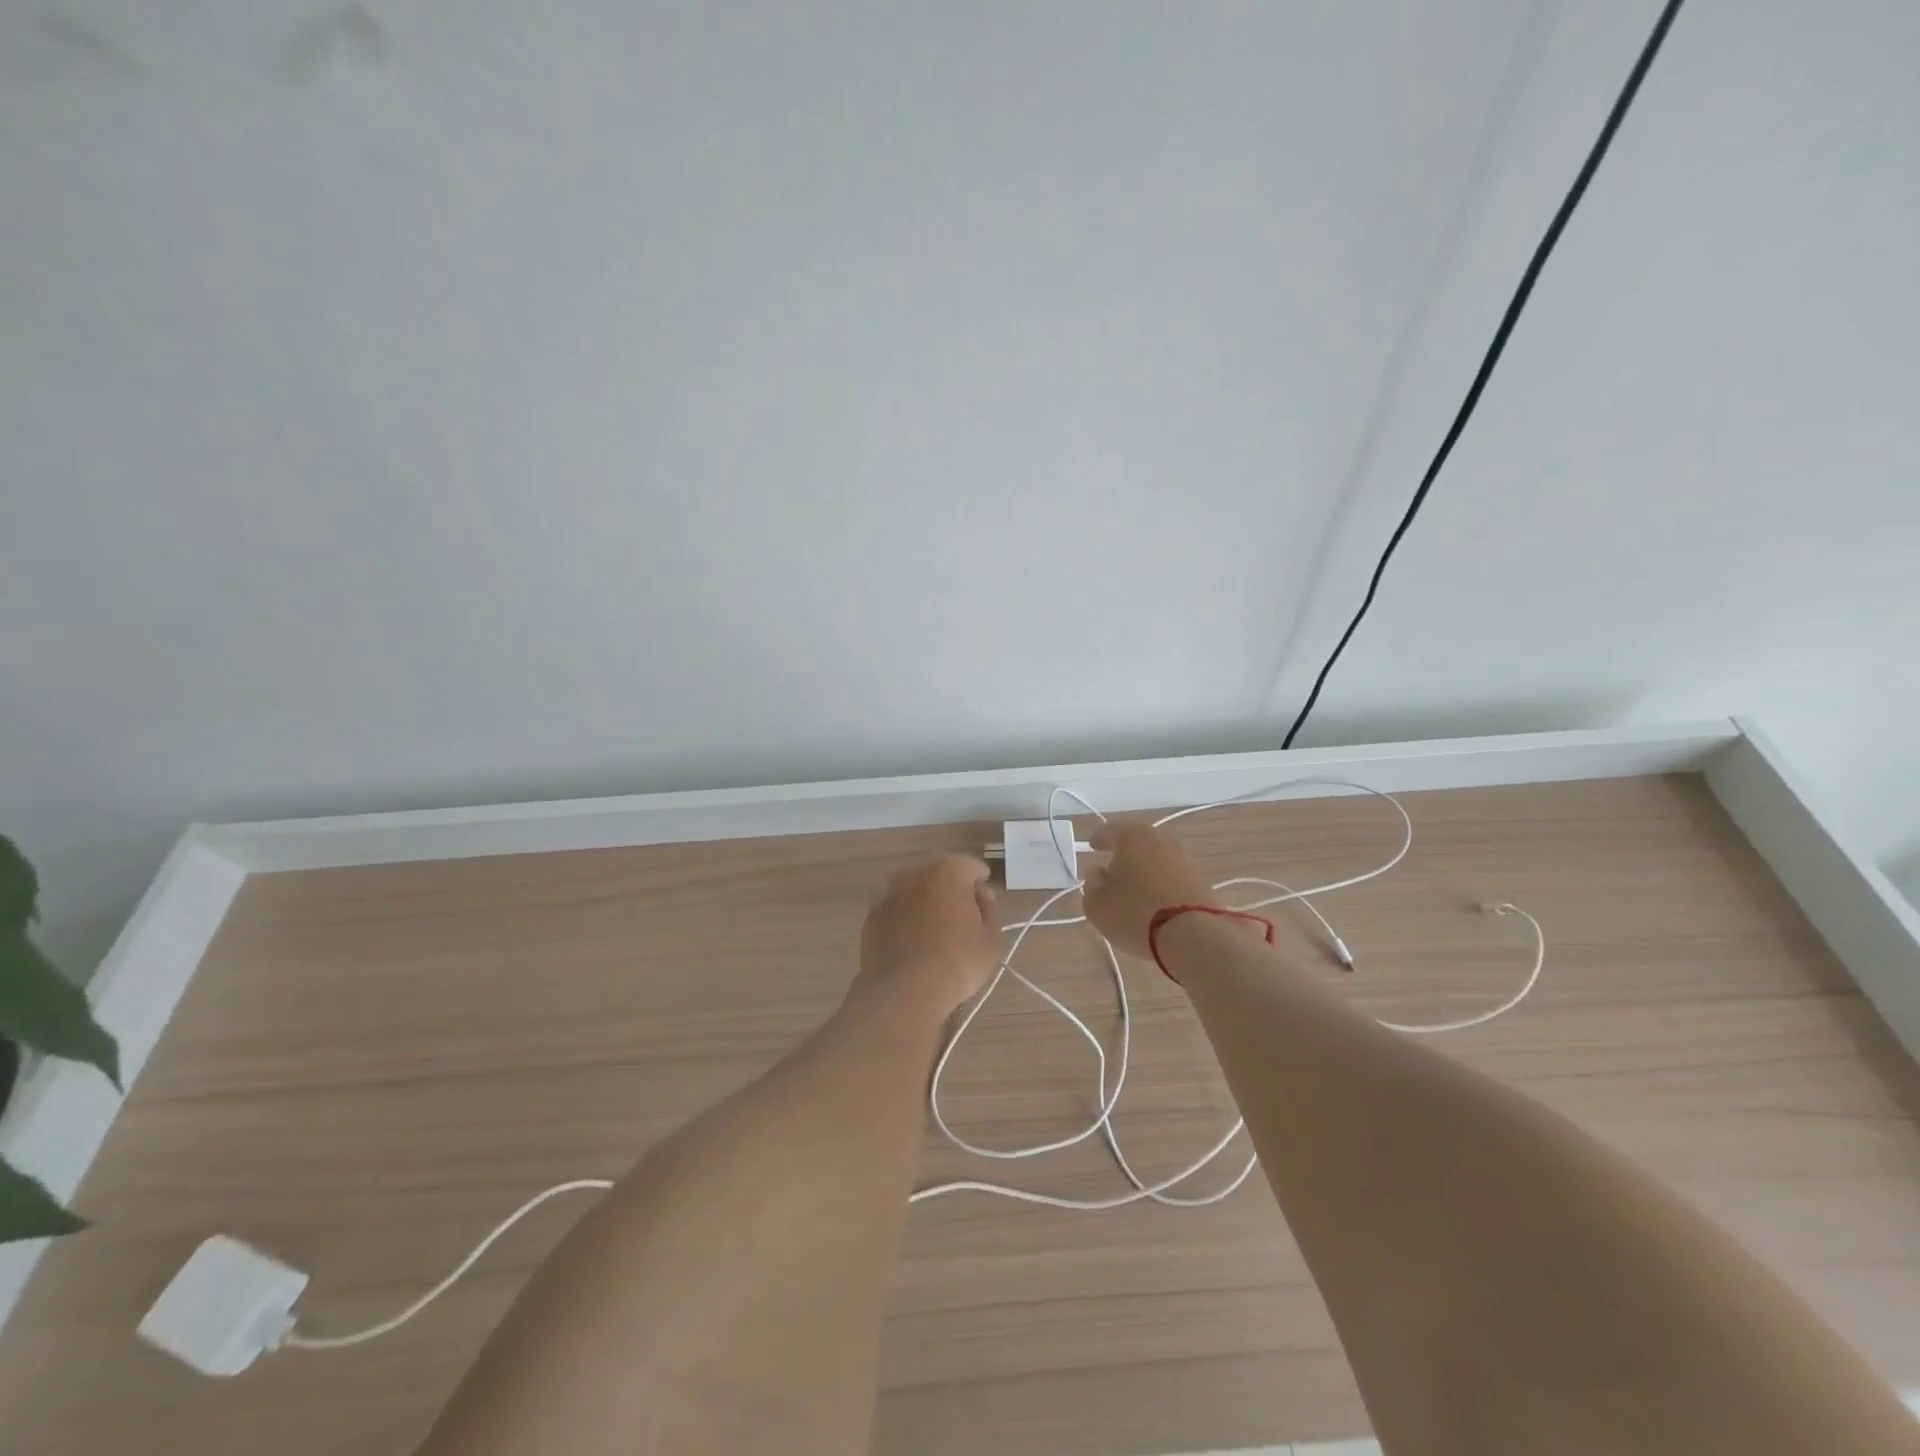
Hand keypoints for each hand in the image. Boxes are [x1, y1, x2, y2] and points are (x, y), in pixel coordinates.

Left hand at [857, 855, 1004, 1015]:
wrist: (905, 991)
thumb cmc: (958, 962)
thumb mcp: (991, 940)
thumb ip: (989, 909)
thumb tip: (981, 894)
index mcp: (948, 871)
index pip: (970, 866)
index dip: (980, 882)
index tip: (982, 904)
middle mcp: (915, 873)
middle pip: (939, 874)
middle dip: (951, 889)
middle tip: (960, 918)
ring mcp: (889, 893)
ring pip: (914, 890)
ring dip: (924, 901)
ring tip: (932, 930)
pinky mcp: (872, 916)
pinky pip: (895, 910)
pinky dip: (904, 918)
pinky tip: (910, 942)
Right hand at [1081, 821, 1219, 960]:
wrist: (1192, 934)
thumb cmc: (1134, 913)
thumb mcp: (1097, 904)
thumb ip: (1092, 884)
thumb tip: (1098, 872)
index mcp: (1132, 836)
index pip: (1109, 831)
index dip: (1098, 840)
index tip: (1093, 847)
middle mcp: (1160, 839)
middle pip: (1136, 841)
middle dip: (1124, 853)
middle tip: (1113, 868)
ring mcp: (1184, 858)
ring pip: (1156, 858)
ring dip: (1145, 868)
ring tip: (1135, 887)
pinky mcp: (1200, 879)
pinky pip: (1172, 875)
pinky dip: (1161, 882)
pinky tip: (1155, 899)